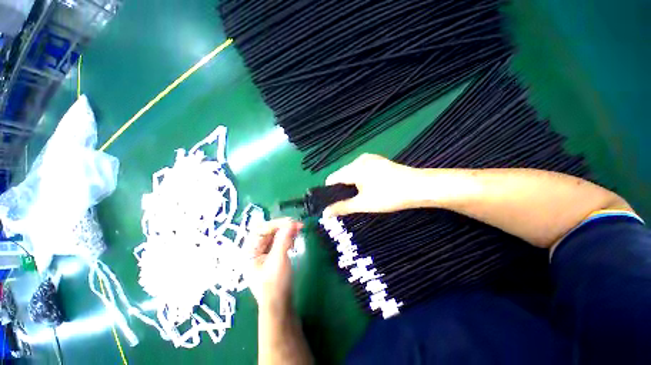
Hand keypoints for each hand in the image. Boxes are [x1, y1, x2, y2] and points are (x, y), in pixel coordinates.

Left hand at [247, 218, 302, 312]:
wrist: (280, 305)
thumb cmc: (275, 284)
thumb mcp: (278, 260)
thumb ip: (283, 240)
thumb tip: (291, 223)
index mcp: (250, 251)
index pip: (260, 229)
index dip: (276, 223)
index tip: (291, 222)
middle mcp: (255, 250)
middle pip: (268, 231)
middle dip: (283, 226)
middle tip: (298, 225)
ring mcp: (263, 253)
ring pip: (275, 235)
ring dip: (286, 231)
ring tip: (298, 230)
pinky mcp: (272, 256)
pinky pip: (279, 241)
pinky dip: (287, 238)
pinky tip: (294, 239)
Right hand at [323, 153, 419, 216]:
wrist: (420, 187)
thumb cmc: (389, 196)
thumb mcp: (364, 204)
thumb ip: (342, 207)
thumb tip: (324, 214)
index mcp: (353, 168)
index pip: (332, 179)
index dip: (330, 192)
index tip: (334, 204)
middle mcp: (359, 159)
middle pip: (342, 175)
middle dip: (342, 189)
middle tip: (350, 203)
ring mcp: (370, 158)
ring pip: (352, 173)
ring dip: (352, 185)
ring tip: (361, 197)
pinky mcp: (378, 161)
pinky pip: (362, 170)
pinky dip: (361, 179)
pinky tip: (370, 188)